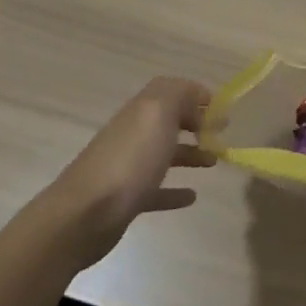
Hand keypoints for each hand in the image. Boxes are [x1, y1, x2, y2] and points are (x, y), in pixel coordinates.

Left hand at [46, 77, 213, 266]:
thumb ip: (179, 95)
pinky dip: (175, 190)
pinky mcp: (127, 199)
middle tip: (220, 134)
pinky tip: (192, 196)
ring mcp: (128, 167)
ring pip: (164, 154)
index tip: (221, 109)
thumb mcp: (158, 114)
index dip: (195, 94)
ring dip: (190, 154)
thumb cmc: (129, 161)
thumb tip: (196, 96)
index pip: (170, 90)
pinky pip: (156, 190)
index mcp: (141, 111)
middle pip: (168, 121)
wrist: (84, 215)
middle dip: (195, 123)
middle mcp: (133, 134)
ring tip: (214, 161)